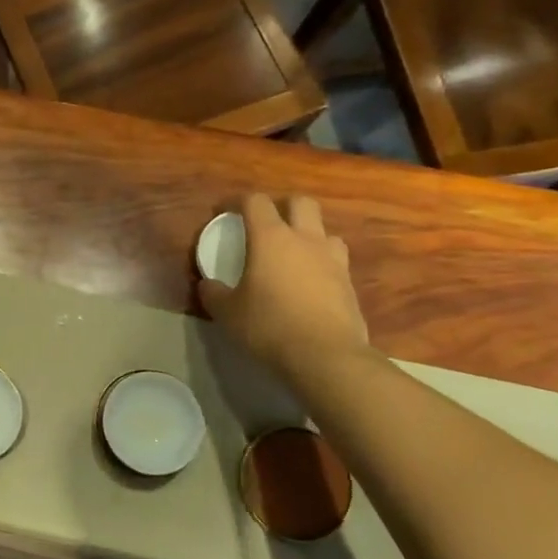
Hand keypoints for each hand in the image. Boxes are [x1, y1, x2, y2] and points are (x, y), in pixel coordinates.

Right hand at [199, 194, 371, 387]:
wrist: (326, 357)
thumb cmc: (269, 326)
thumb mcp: (228, 312)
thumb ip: (214, 294)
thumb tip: (207, 285)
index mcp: (271, 238)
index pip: (255, 202)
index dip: (238, 201)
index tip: (225, 212)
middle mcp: (305, 240)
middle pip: (300, 203)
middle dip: (282, 206)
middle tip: (266, 225)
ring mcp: (332, 260)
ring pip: (325, 231)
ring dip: (309, 235)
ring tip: (294, 254)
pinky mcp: (349, 284)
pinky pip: (336, 261)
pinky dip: (322, 264)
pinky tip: (310, 284)